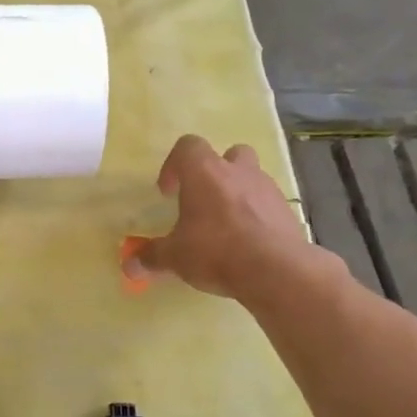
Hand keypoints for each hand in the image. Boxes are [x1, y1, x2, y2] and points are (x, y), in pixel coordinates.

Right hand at [124, 135, 332, 298]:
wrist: (276, 270)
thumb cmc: (215, 251)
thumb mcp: (175, 257)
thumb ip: (151, 257)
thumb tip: (129, 266)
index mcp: (204, 172)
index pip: (187, 146)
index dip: (174, 165)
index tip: (168, 193)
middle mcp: (237, 171)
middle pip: (228, 154)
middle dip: (216, 172)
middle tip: (203, 200)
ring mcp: (267, 188)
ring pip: (252, 177)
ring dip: (238, 192)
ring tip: (227, 224)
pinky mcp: (287, 210)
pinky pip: (268, 204)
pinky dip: (257, 216)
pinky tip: (249, 242)